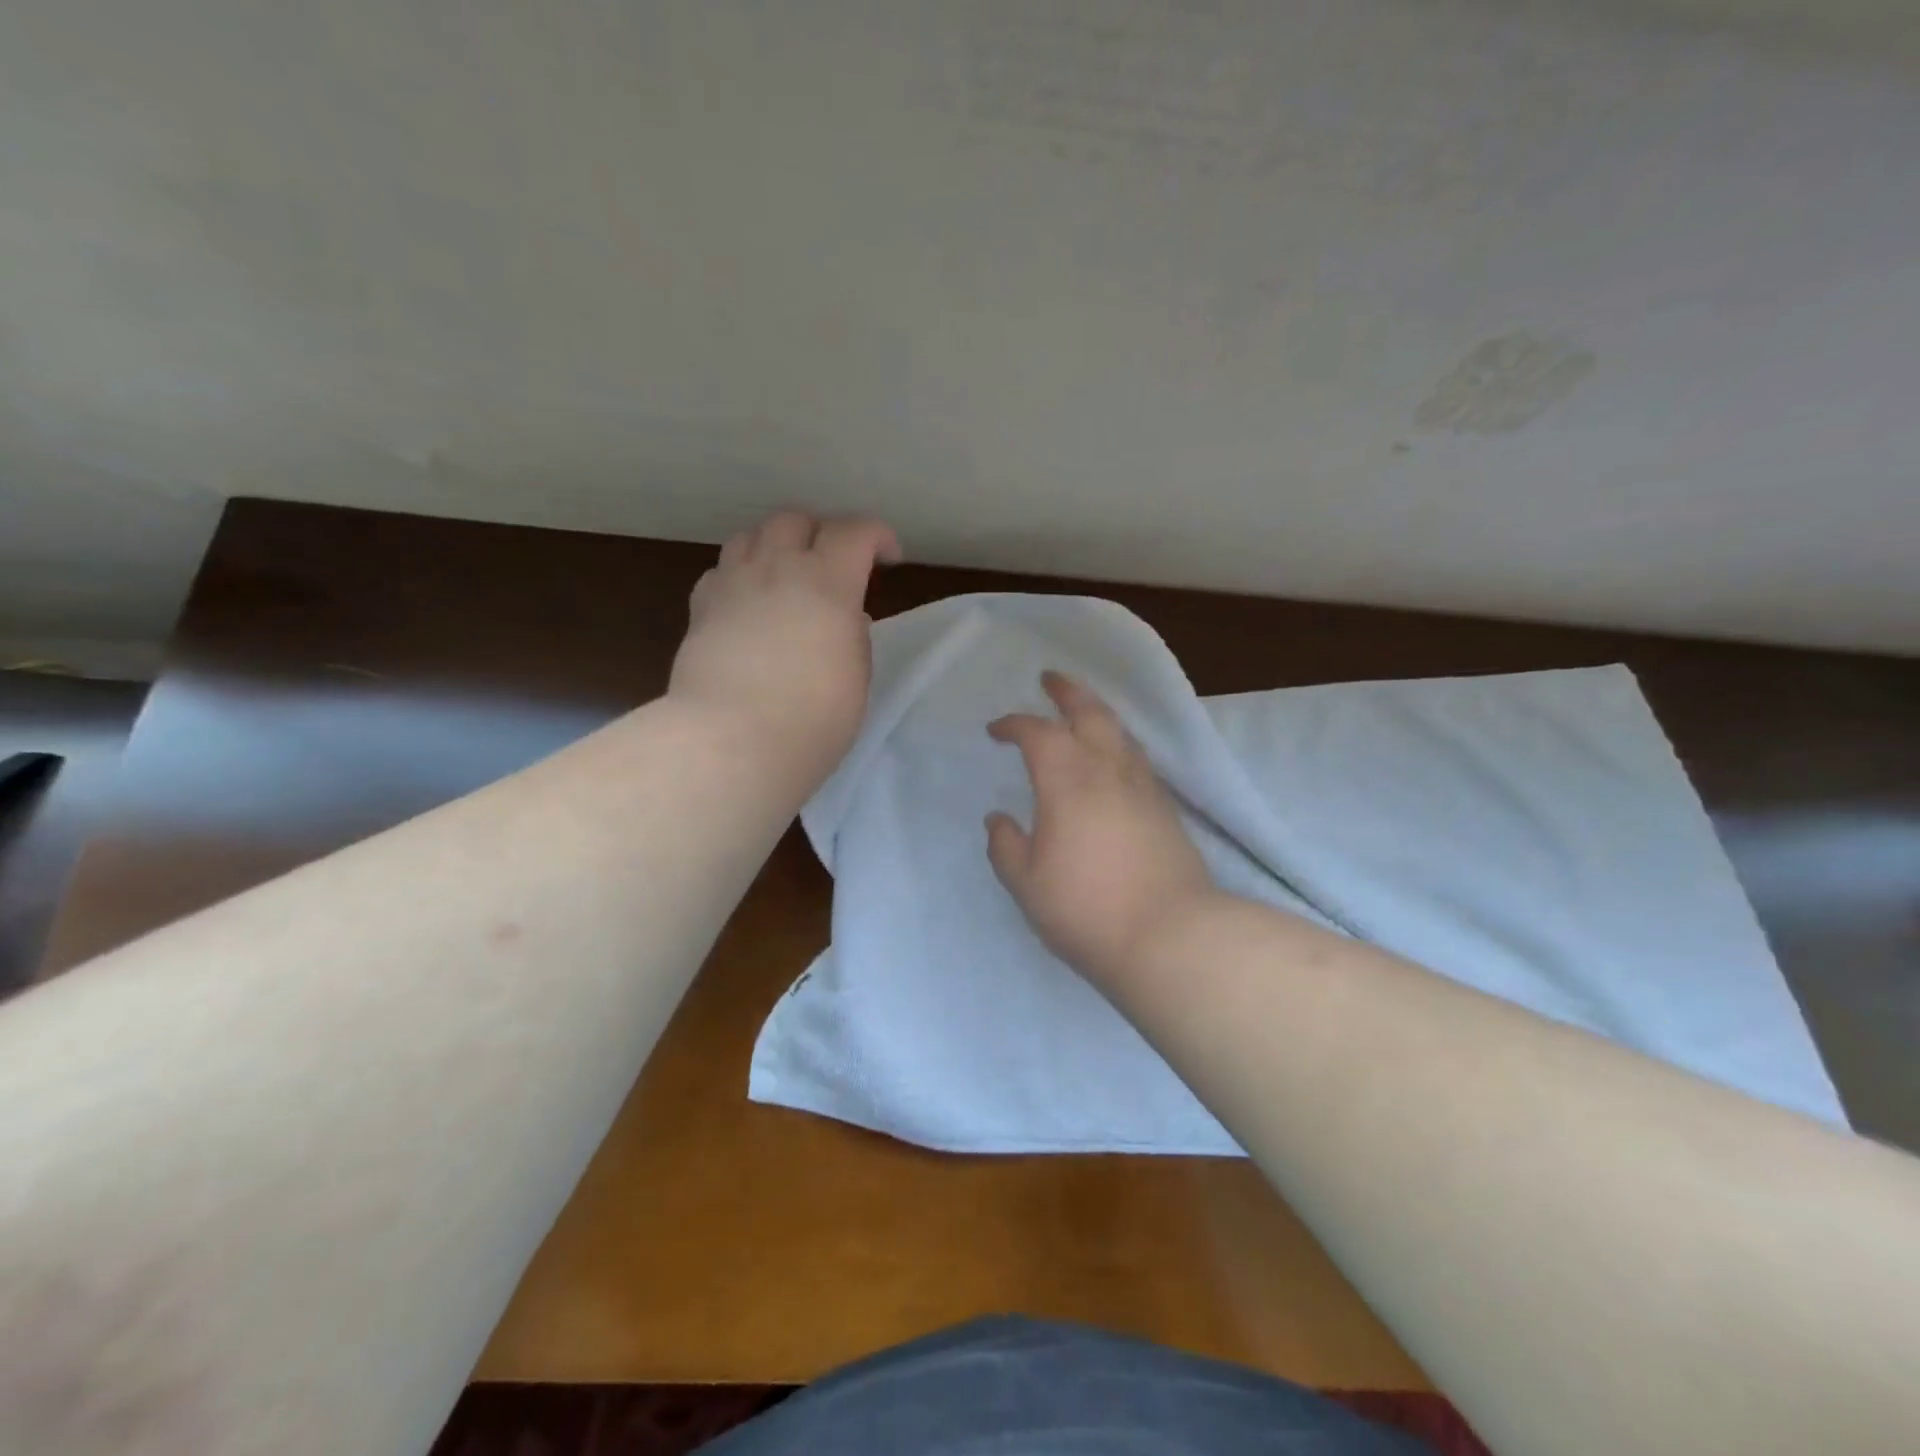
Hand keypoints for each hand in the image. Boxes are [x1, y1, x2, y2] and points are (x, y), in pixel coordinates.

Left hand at [669, 511, 900, 785]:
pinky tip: (748, 603)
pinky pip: (721, 572)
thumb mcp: (856, 673)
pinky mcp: (700, 609)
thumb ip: (851, 633)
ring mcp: (732, 585)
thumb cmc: (813, 717)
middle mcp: (776, 569)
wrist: (733, 740)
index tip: (889, 558)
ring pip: (750, 536)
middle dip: (821, 532)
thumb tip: (842, 616)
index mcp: (827, 582)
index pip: (855, 532)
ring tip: (786, 574)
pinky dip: (740, 576)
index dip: (877, 536)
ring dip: (775, 545)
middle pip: (795, 520)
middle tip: (834, 562)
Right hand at [986, 671, 1216, 985]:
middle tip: (1050, 679)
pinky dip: (1118, 743)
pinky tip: (1114, 759)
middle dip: (1067, 691)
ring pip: (1120, 731)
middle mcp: (1108, 770)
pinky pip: (1137, 757)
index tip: (996, 730)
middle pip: (1090, 711)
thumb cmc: (1087, 909)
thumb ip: (1006, 846)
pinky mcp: (1166, 808)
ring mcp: (1143, 787)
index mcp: (1067, 780)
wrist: (1171, 936)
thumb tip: (998, 819)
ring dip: (1097, 712)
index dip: (1014, 724)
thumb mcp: (1027, 884)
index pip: (1038, 733)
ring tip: (1083, 711)